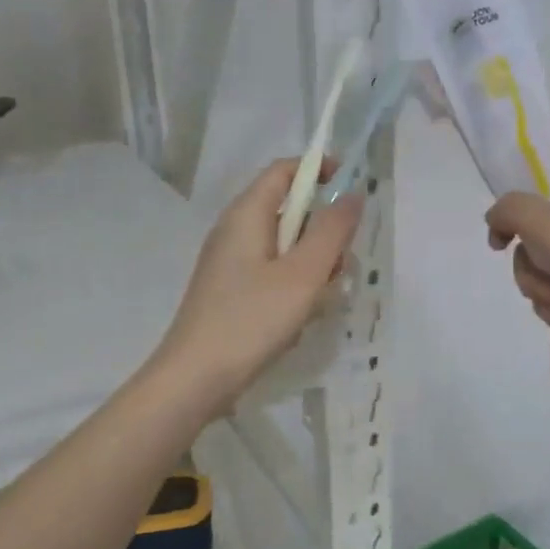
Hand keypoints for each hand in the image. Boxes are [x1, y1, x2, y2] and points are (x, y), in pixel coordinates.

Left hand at [156, 159, 362, 413]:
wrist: (195, 378)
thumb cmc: (251, 319)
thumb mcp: (302, 274)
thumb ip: (332, 231)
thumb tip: (353, 194)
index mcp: (246, 214)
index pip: (284, 170)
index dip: (319, 169)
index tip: (353, 189)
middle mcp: (235, 231)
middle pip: (289, 211)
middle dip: (323, 233)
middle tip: (341, 265)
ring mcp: (231, 264)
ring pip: (285, 248)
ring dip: (312, 266)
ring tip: (320, 300)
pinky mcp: (232, 292)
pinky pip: (273, 275)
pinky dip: (294, 287)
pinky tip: (299, 319)